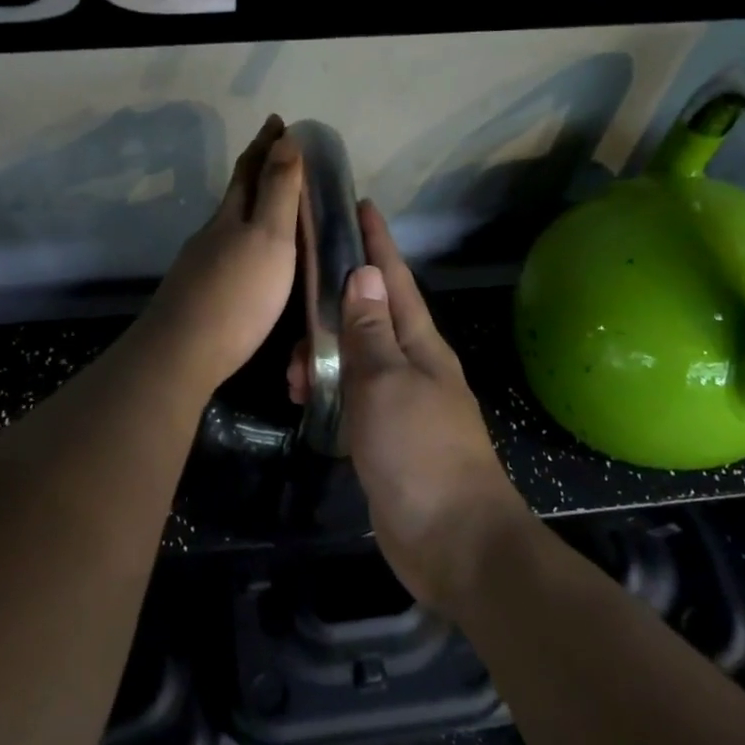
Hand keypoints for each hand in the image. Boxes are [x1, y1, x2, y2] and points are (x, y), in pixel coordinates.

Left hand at [140, 115, 302, 394]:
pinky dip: (241, 242)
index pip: (250, 170)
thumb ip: (278, 192)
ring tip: (269, 206)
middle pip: (234, 194)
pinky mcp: (197, 294)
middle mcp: (211, 234)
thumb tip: (285, 138)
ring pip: (227, 225)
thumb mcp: (269, 238)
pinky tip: (247, 259)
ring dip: (248, 208)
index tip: (278, 121)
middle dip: (255, 169)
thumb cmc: (237, 294)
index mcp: (231, 217)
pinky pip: (224, 253)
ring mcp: (199, 265)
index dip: (265, 144)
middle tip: (275, 151)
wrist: (182, 353)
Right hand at [293, 202, 534, 612]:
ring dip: (323, 354)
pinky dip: (328, 389)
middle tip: (295, 301)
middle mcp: (413, 366)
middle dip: (333, 302)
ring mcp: (401, 402)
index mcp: (421, 344)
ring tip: (292, 371)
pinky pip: (351, 395)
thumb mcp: (386, 382)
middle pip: (370, 316)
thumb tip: (363, 274)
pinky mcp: (386, 436)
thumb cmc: (419, 452)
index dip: (377, 242)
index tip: (359, 205)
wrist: (451, 539)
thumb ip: (370, 331)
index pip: (394, 280)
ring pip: (354, 358)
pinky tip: (305, 397)